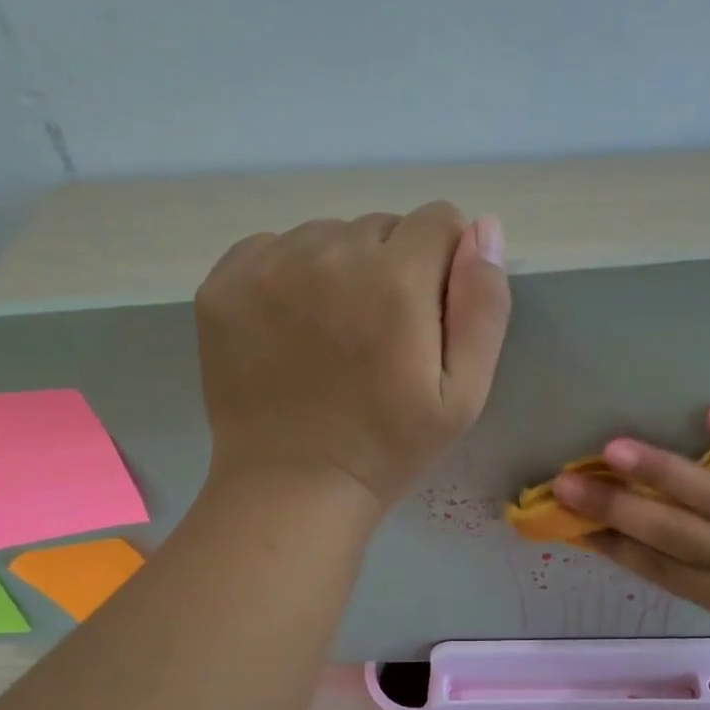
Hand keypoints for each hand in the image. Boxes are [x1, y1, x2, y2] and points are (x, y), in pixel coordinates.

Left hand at [195, 202, 509, 511]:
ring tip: (334, 335)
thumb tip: (485, 227)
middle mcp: (329, 254)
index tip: (430, 314)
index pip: (439, 221)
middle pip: (382, 227)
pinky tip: (291, 328)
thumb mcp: (464, 393)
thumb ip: (483, 305)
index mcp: (395, 280)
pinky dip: (289, 275)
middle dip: (394, 267)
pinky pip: (273, 248)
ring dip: (341, 269)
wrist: (291, 487)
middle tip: (380, 335)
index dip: (445, 264)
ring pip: (327, 235)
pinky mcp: (223, 284)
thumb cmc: (389, 446)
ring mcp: (267, 266)